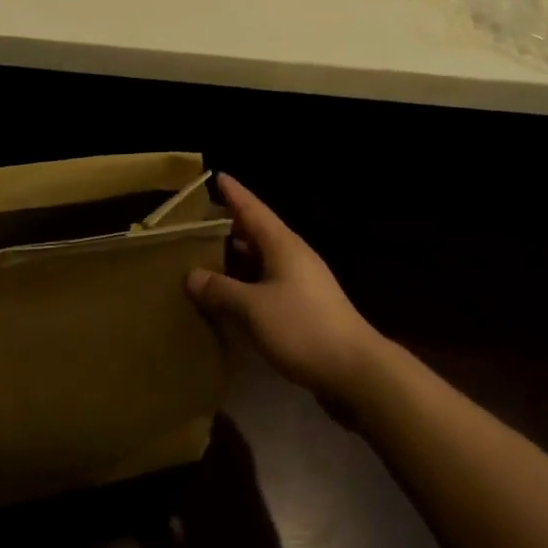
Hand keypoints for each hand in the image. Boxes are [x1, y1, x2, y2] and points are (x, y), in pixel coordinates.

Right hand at [186, 176, 391, 413]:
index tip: (217, 176)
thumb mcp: (253, 308)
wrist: (356, 371)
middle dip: (230, 226)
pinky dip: (248, 284)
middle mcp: (294, 255)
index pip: (252, 209)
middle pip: (258, 232)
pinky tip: (233, 297)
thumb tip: (192, 275)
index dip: (234, 193)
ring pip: (263, 260)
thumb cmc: (302, 328)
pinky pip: (269, 284)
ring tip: (208, 258)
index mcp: (282, 244)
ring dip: (238, 258)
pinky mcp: (306, 308)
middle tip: (199, 223)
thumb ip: (221, 290)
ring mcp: (303, 282)